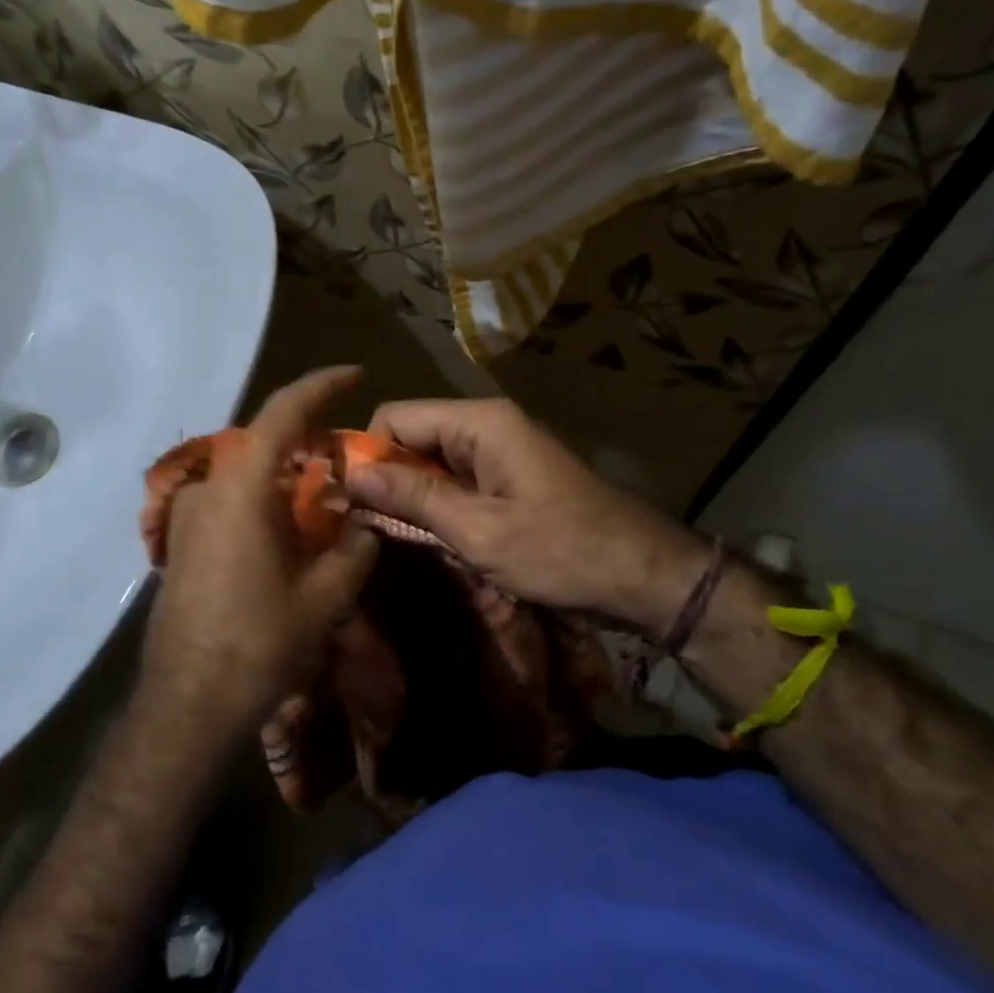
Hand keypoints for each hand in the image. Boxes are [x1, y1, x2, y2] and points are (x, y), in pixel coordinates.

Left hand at [142, 367, 379, 737]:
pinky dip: (262, 501)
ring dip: (284, 476)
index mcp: (242, 487)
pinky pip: (228, 501)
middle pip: (262, 441)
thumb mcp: (324, 597)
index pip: (283, 412)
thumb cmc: (259, 643)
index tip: (355, 374)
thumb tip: (364, 528)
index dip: (321, 385)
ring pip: (244, 474)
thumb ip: (354, 551)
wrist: (187, 703)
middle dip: (306, 438)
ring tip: (323, 498)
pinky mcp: (181, 542)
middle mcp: (207, 488)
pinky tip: (287, 533)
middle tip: (346, 453)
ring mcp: (186, 515)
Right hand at [346, 398, 709, 631]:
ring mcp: (501, 453)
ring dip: (413, 497)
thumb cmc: (561, 551)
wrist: (644, 576)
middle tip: (367, 528)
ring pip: (432, 462)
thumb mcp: (478, 530)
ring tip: (396, 538)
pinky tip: (434, 539)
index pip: (396, 416)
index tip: (349, 501)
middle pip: (413, 437)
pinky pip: (457, 481)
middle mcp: (487, 426)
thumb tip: (353, 475)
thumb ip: (413, 498)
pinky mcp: (510, 479)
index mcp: (480, 422)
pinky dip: (440, 506)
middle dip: (388, 478)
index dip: (367, 453)